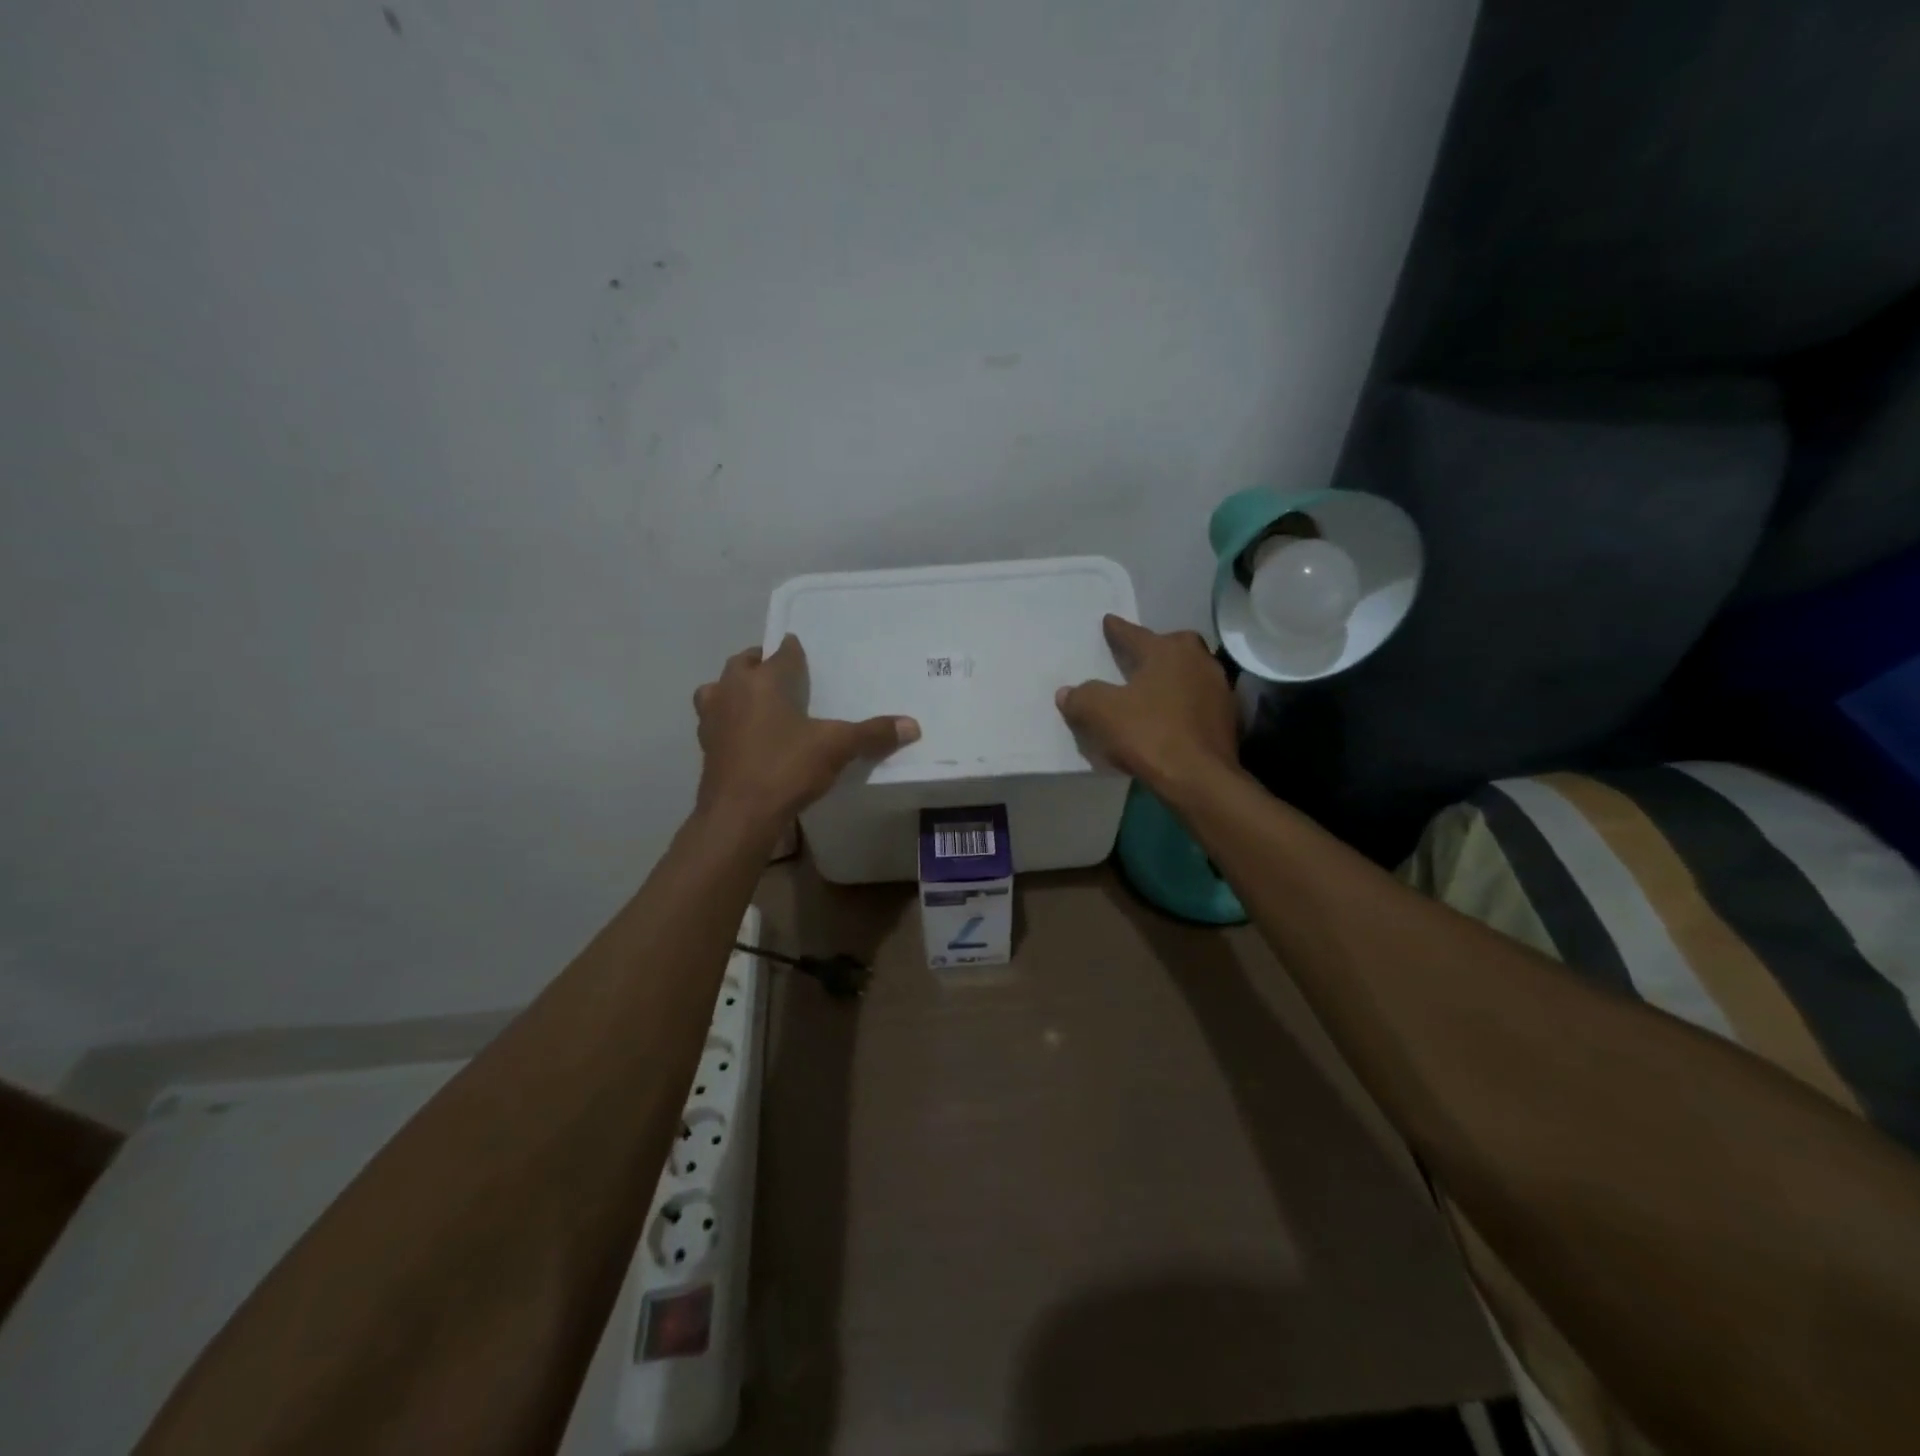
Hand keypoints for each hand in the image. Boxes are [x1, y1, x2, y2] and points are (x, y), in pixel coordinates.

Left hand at [693, 635, 918, 834]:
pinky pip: (715, 720)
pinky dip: (727, 720)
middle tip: (781, 675)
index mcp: (763, 680)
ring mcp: (712, 717)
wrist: (738, 814)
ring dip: (735, 689)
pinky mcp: (704, 745)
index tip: (803, 653)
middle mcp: (732, 689)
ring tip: (757, 701)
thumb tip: (913, 725)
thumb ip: (872, 734)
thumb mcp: (837, 748)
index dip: (794, 650)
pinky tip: (745, 735)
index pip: (781, 652)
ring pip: (718, 689)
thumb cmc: (785, 768)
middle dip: (760, 663)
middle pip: (743, 663)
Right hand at [1055, 615, 1236, 793]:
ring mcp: (1218, 689)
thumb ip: (1082, 698)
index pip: (1135, 634)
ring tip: (1154, 689)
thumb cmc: (1149, 735)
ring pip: (1190, 672)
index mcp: (1167, 651)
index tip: (1109, 622)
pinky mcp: (1228, 718)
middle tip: (1138, 658)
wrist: (1199, 779)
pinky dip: (1184, 703)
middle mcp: (1198, 661)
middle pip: (1173, 646)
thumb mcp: (1101, 714)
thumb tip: (1067, 693)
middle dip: (1155, 648)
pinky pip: (1199, 700)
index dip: (1117, 630)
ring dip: (1173, 677)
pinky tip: (1171, 717)